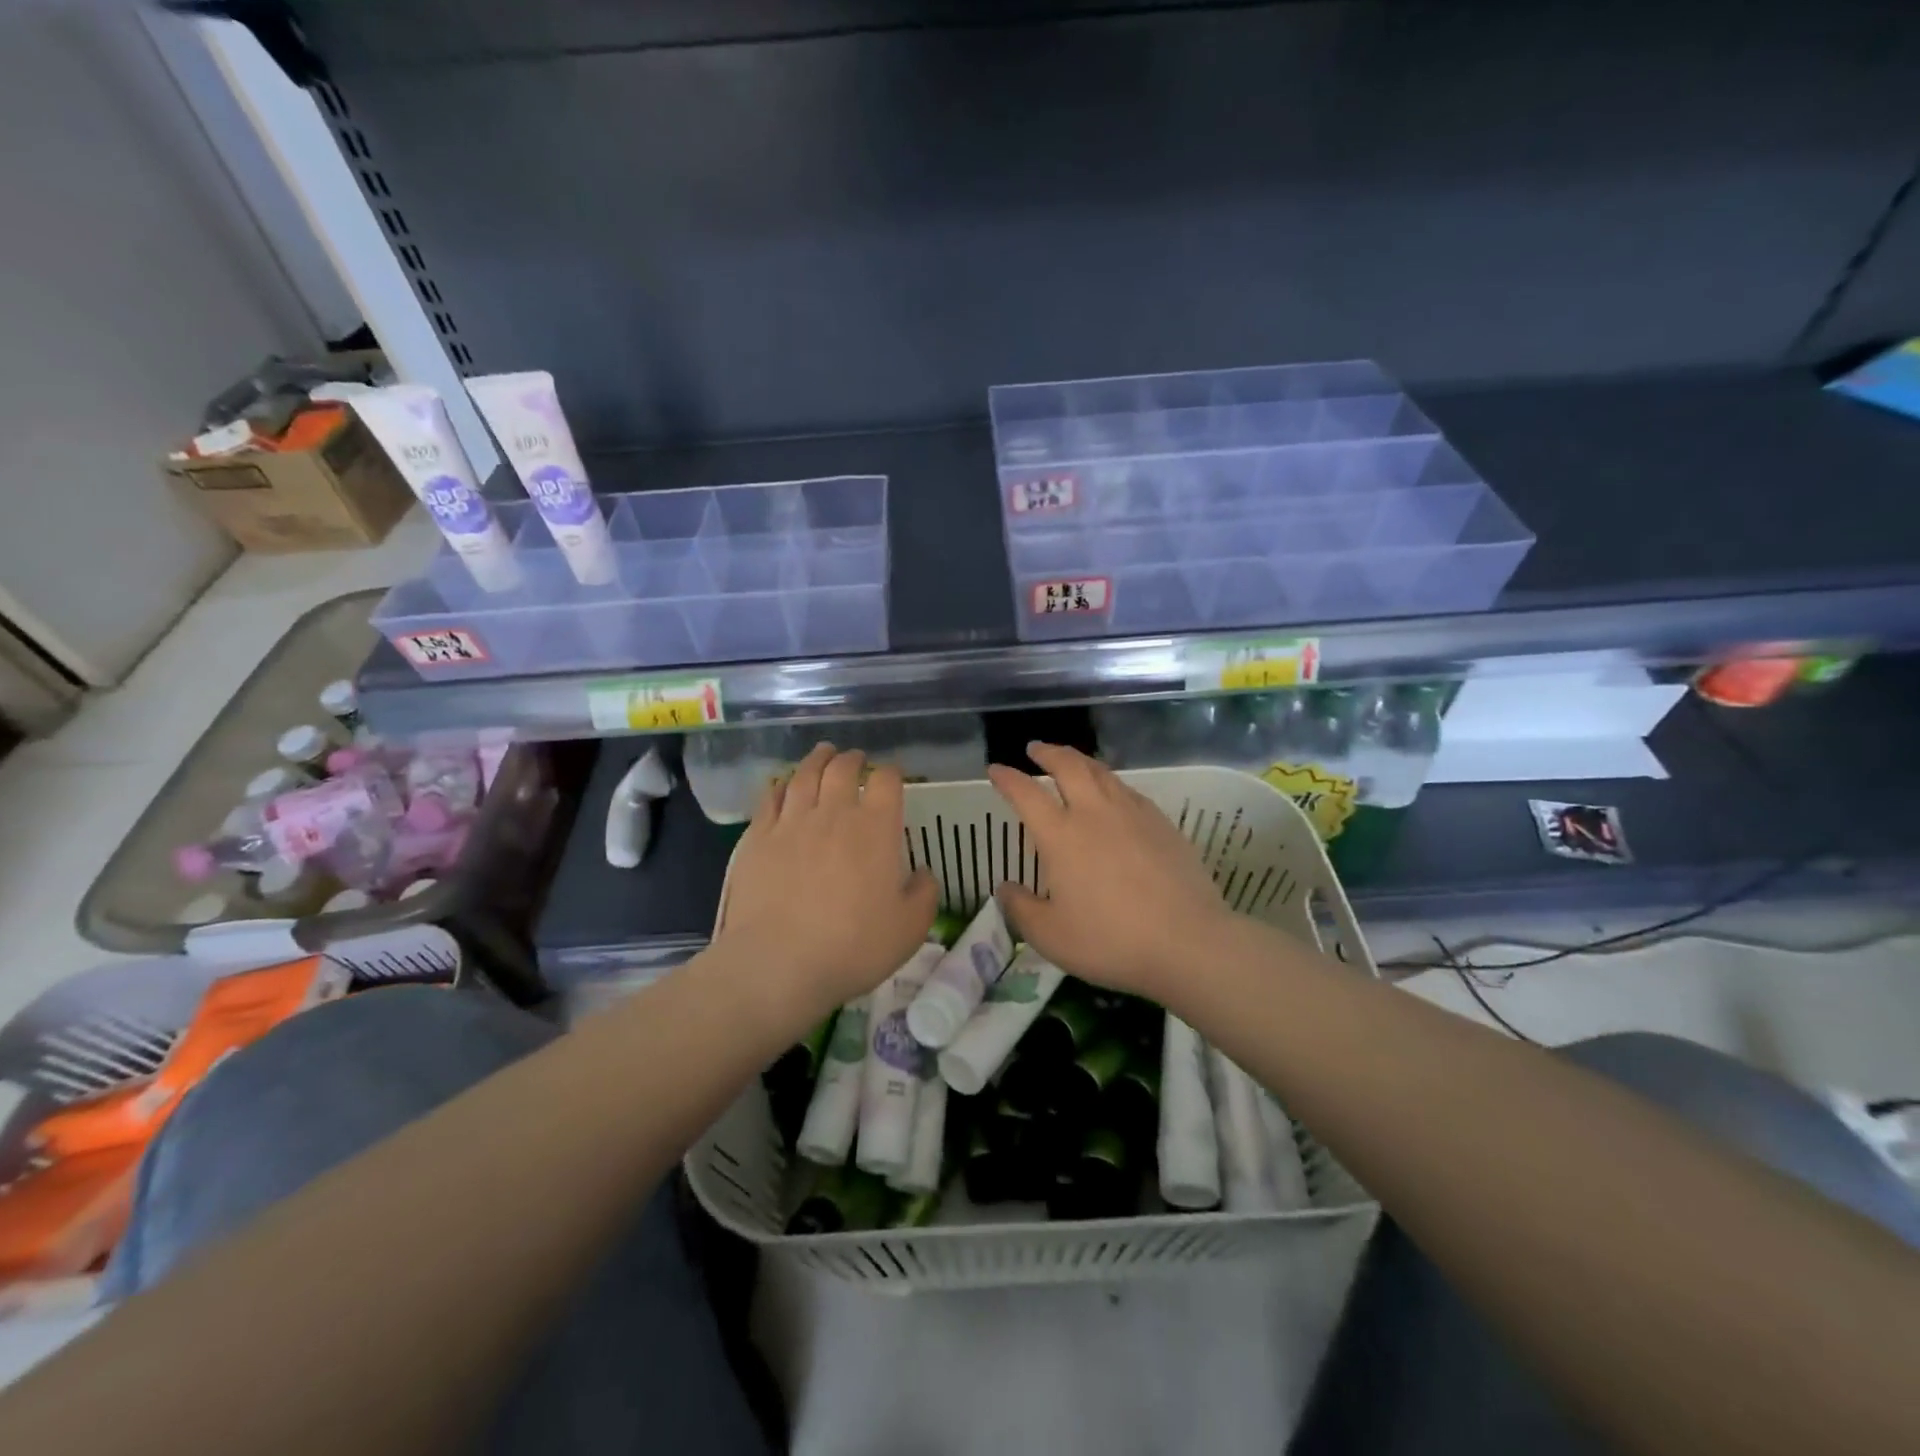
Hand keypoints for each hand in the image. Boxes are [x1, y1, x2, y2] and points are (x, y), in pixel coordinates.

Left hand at [715, 743, 937, 1019]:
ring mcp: (792, 822)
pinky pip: (770, 798)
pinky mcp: (759, 837)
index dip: (892, 772)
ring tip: (823, 753)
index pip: (887, 781)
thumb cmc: (854, 947)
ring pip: (805, 775)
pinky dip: (781, 785)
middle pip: (843, 769)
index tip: (894, 775)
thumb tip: (923, 874)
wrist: (779, 963)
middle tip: (856, 758)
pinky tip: (783, 785)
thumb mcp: (910, 929)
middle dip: (853, 759)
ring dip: (817, 760)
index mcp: (876, 828)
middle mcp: (834, 813)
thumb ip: (924, 894)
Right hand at [988, 742, 1234, 999]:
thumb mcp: (1051, 936)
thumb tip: (1005, 888)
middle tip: (1035, 748)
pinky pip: (1128, 789)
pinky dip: (1110, 781)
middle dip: (1047, 752)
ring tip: (1070, 760)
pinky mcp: (1161, 822)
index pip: (1026, 793)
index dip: (1007, 778)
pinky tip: (1112, 792)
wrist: (1188, 940)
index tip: (995, 769)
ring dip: (1079, 760)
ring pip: (1101, 772)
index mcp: (1061, 835)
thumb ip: (1021, 909)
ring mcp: (1132, 813)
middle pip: (1067, 766)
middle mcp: (1094, 813)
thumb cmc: (1111, 940)